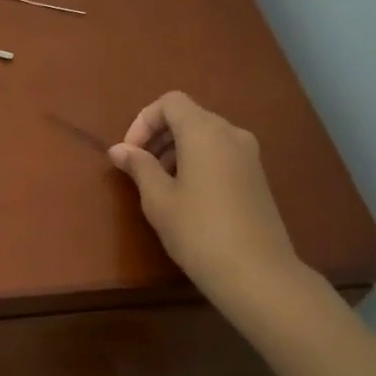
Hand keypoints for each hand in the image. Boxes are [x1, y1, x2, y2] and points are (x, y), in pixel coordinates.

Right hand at [109, 91, 308, 310]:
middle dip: (158, 136)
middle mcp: (231, 133)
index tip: (130, 153)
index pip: (170, 102)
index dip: (143, 121)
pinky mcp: (256, 176)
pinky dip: (197, 161)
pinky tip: (186, 196)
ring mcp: (249, 154)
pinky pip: (220, 153)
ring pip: (205, 136)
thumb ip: (138, 167)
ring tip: (159, 185)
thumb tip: (119, 149)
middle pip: (188, 116)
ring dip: (176, 150)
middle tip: (139, 169)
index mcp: (205, 131)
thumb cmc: (198, 231)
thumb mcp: (158, 199)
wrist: (257, 273)